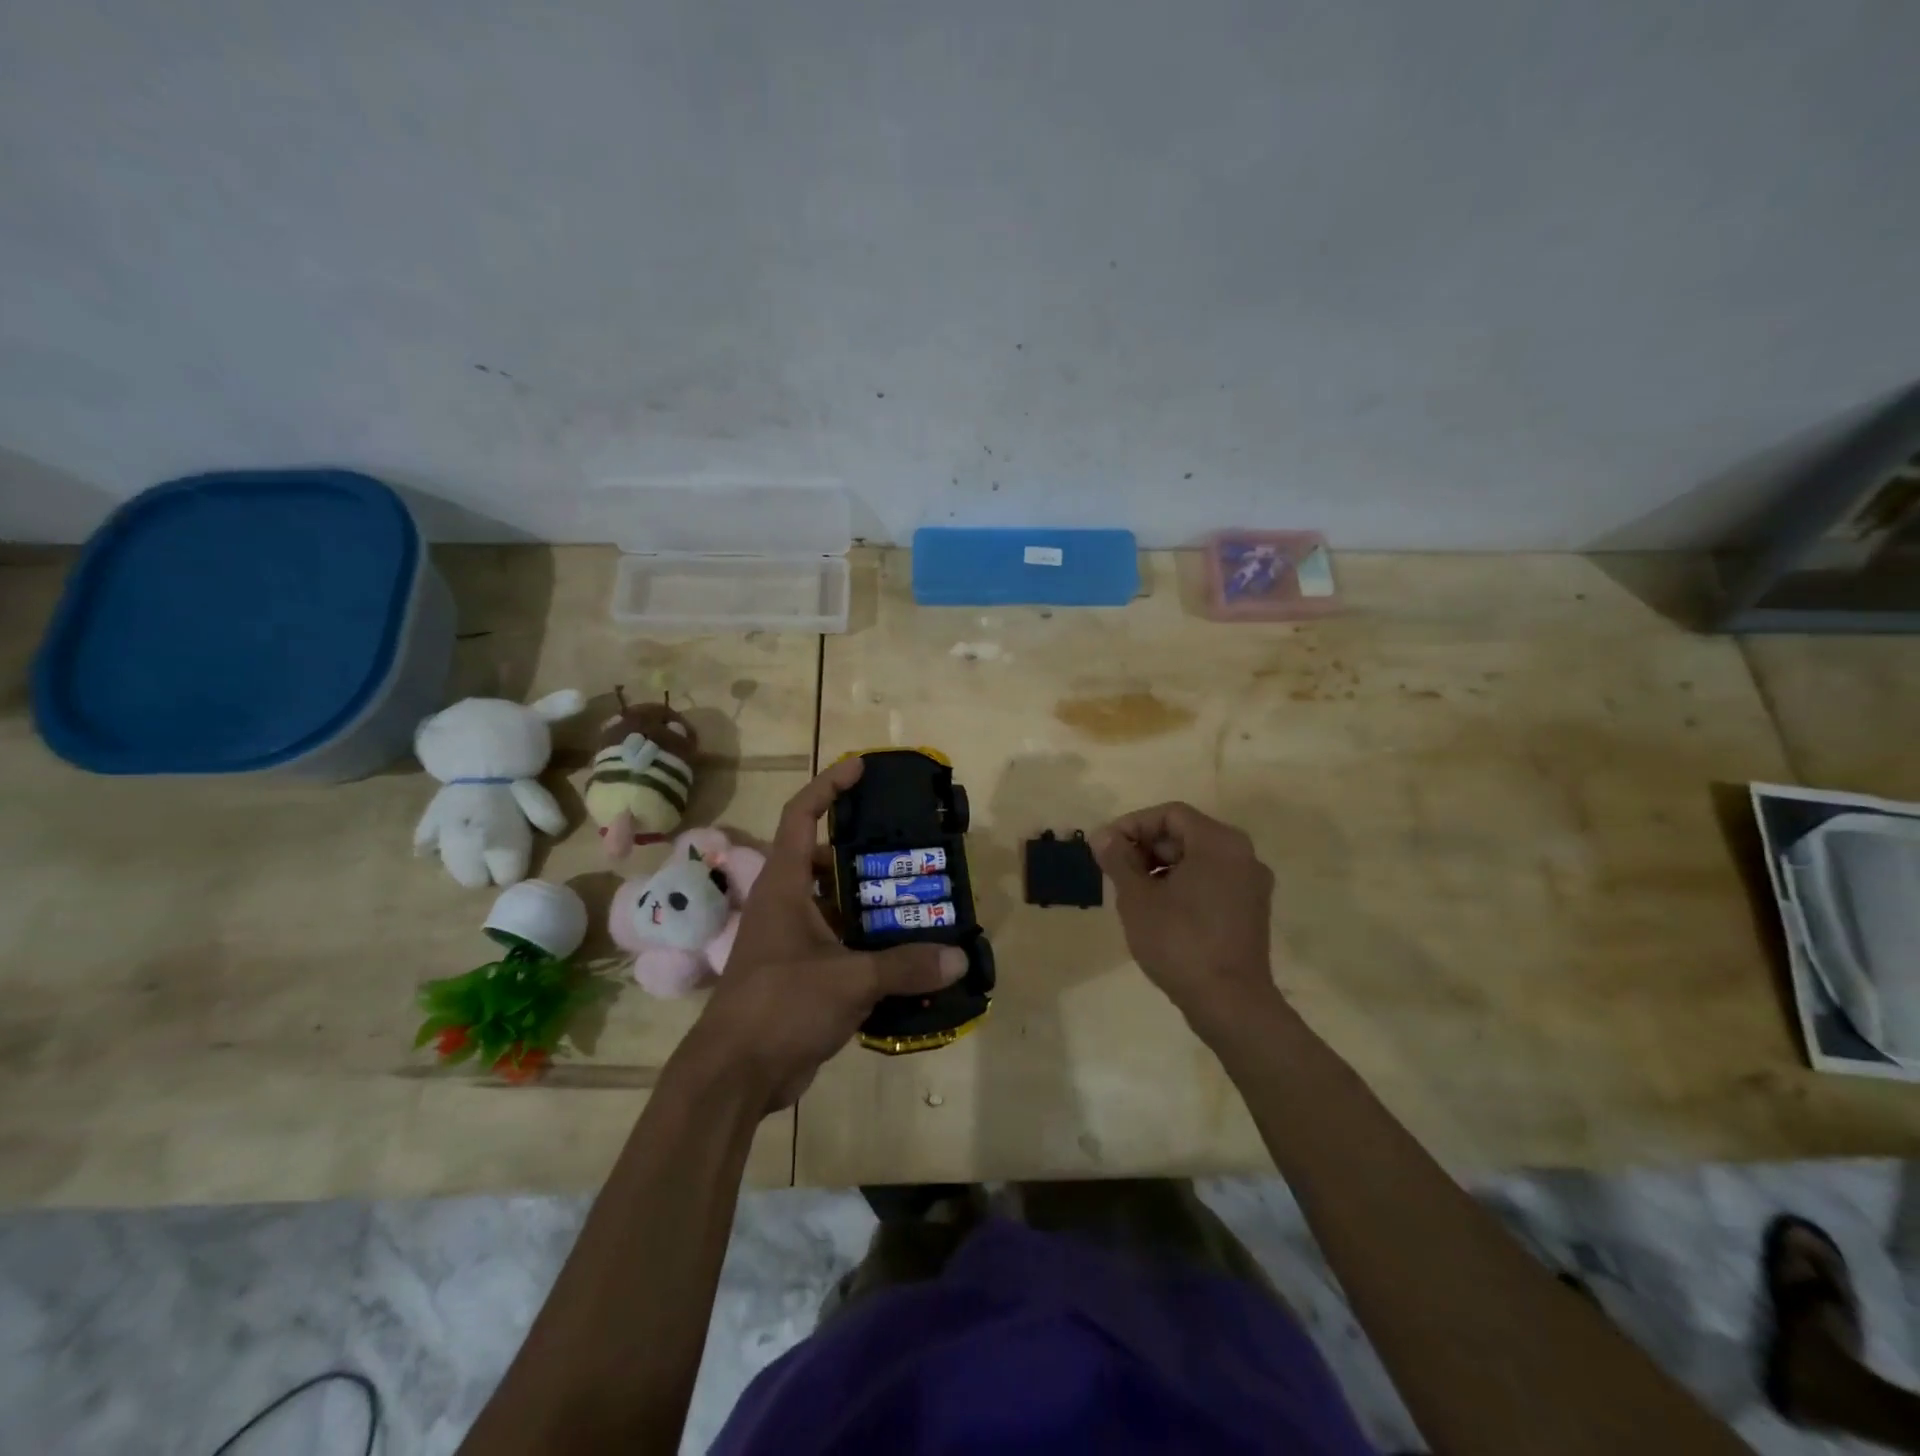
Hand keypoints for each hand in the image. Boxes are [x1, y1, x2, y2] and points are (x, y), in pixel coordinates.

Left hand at [681, 757, 966, 1112]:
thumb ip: (904, 966)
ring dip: (874, 905)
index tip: (860, 768)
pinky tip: (909, 956)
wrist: (735, 1076)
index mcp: (785, 886)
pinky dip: (872, 946)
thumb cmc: (780, 1006)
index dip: (828, 785)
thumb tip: (959, 958)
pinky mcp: (803, 975)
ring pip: (838, 907)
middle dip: (867, 854)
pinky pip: (843, 946)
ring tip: (921, 902)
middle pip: (827, 861)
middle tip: (913, 853)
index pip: (801, 815)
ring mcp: (793, 942)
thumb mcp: (848, 980)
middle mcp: (787, 905)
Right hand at [1092, 801, 1281, 1037]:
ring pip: (1198, 860)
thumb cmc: (1180, 942)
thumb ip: (1118, 860)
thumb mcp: (1137, 898)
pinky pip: (1211, 882)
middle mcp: (1242, 855)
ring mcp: (1251, 885)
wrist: (1230, 1004)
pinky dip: (1182, 885)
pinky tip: (1158, 911)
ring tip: (1132, 893)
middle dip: (1146, 847)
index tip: (1105, 848)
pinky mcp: (1251, 911)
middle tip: (1115, 871)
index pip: (1170, 814)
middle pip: (1186, 834)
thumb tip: (1103, 836)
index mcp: (1219, 843)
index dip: (1132, 825)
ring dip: (1161, 868)